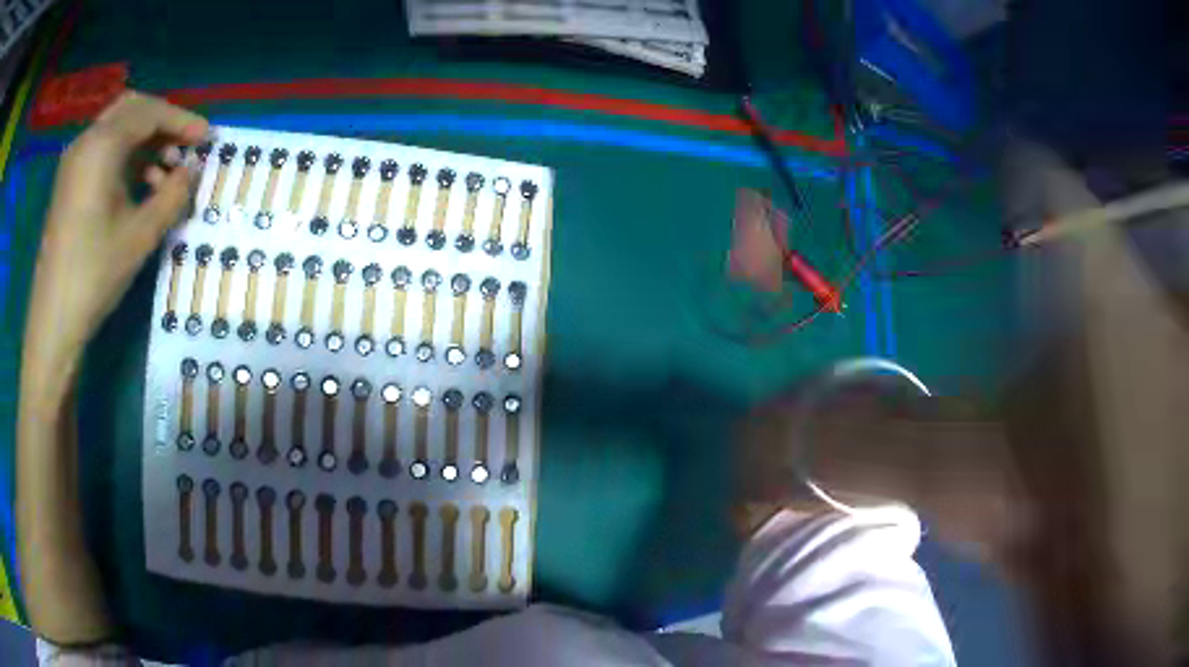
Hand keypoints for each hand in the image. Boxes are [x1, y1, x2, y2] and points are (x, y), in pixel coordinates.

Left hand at [28, 91, 206, 363]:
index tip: (207, 138)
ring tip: (163, 172)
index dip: (182, 121)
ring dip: (144, 140)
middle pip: (133, 109)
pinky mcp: (68, 181)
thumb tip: (192, 171)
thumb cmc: (94, 275)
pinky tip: (137, 184)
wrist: (53, 320)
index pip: (150, 113)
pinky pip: (102, 149)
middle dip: (163, 123)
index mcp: (102, 145)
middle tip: (185, 146)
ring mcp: (74, 160)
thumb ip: (173, 195)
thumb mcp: (140, 236)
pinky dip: (125, 155)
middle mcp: (87, 141)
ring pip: (117, 128)